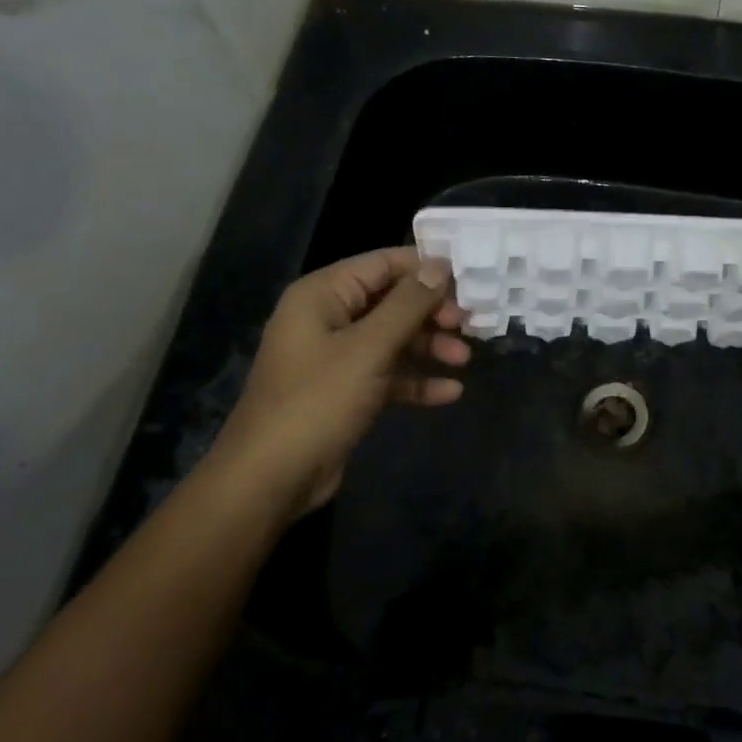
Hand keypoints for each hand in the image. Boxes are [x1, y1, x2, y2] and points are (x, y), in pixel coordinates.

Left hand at [201, 248, 468, 520]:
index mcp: (323, 295)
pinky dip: (416, 380)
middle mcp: (329, 318)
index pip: (383, 263)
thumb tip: (440, 267)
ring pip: (394, 338)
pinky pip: (389, 374)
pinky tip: (449, 393)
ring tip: (463, 360)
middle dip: (432, 312)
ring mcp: (337, 357)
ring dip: (430, 346)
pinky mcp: (346, 391)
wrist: (271, 478)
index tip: (469, 281)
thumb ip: (408, 304)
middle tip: (468, 326)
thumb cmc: (318, 400)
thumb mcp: (369, 347)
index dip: (426, 269)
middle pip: (392, 301)